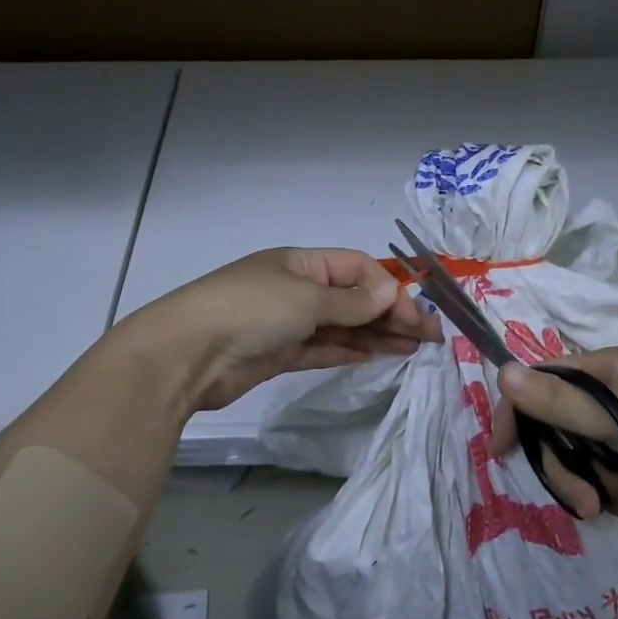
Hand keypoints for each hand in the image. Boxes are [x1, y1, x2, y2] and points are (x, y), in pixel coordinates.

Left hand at [114, 247, 440, 412]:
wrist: (187, 355)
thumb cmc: (249, 311)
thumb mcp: (306, 299)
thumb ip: (351, 302)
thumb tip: (393, 291)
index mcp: (302, 262)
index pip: (358, 269)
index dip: (390, 290)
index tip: (415, 317)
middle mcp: (298, 288)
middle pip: (354, 298)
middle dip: (391, 314)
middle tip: (430, 337)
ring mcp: (289, 322)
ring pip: (343, 326)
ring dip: (377, 334)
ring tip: (414, 348)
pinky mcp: (281, 354)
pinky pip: (325, 348)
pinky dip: (352, 351)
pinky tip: (380, 356)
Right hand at [489, 346, 617, 529]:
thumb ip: (561, 404)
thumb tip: (501, 372)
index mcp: (608, 368)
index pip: (542, 381)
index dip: (517, 413)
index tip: (502, 453)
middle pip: (562, 427)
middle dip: (570, 468)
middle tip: (586, 505)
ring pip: (587, 457)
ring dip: (604, 483)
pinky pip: (614, 474)